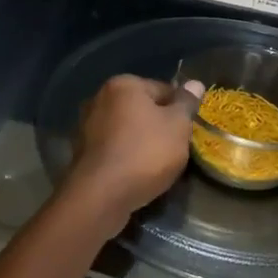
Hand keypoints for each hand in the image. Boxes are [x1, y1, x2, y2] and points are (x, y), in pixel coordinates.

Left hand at [63, 75, 202, 228]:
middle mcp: (99, 98)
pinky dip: (126, 157)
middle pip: (141, 109)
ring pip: (127, 130)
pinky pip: (114, 149)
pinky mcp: (82, 152)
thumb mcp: (177, 126)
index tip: (189, 129)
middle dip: (159, 126)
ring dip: (142, 143)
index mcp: (123, 85)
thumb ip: (186, 103)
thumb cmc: (145, 152)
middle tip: (177, 148)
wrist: (102, 194)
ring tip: (158, 164)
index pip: (163, 89)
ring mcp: (87, 126)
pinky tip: (137, 173)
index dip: (180, 109)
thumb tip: (195, 83)